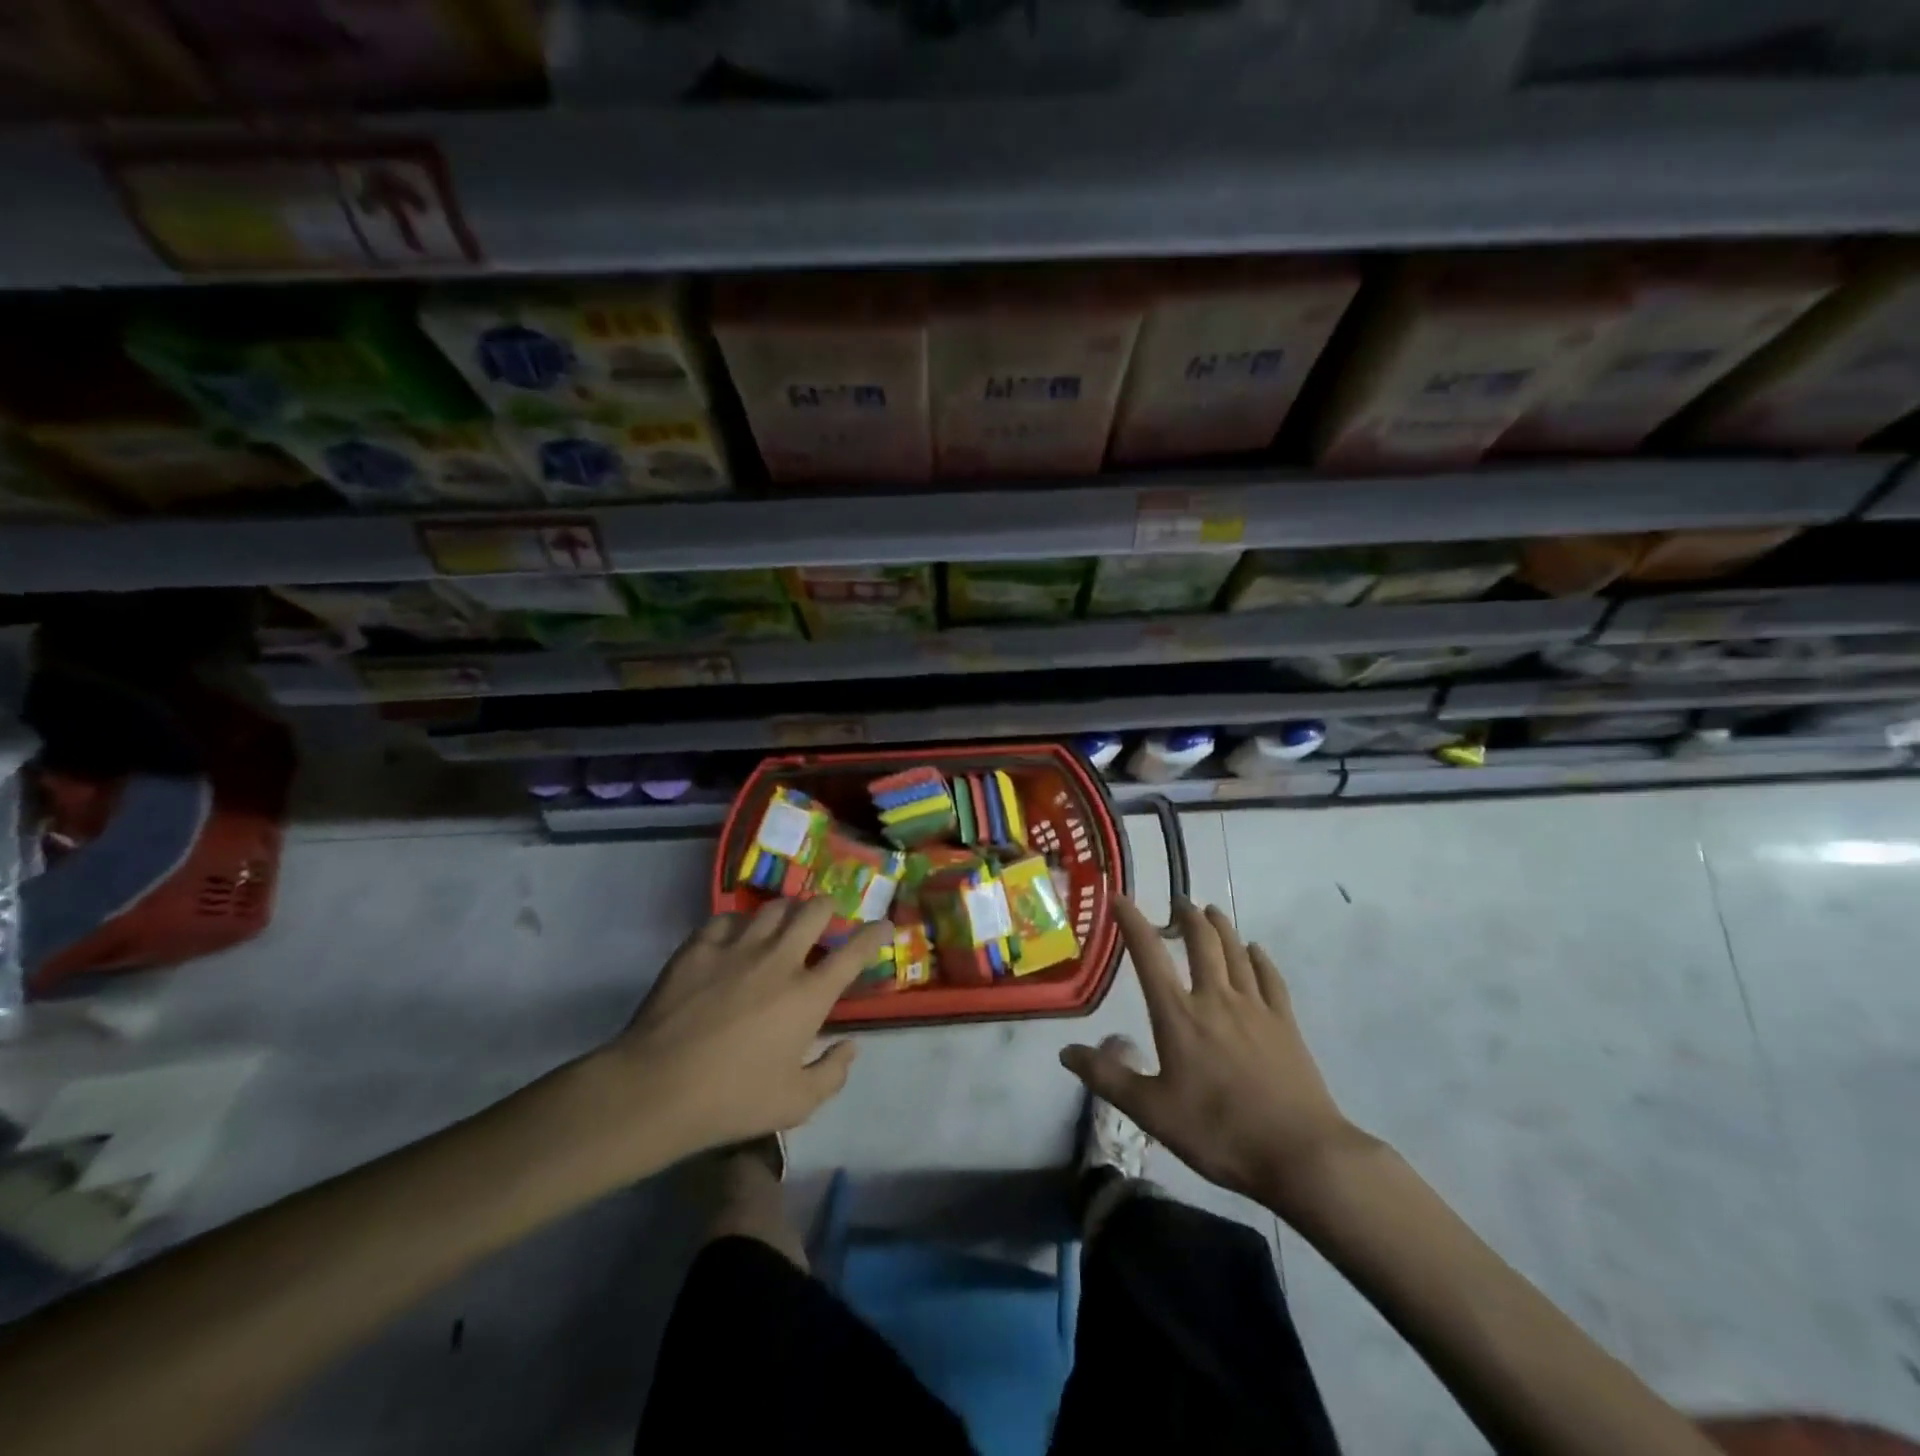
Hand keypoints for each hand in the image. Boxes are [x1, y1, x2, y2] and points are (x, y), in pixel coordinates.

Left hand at [578, 899, 889, 1176]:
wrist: (656, 1089)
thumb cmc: (732, 1100)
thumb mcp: (795, 1104)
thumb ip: (832, 1073)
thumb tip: (851, 1046)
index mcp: (808, 994)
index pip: (854, 951)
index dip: (875, 933)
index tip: (883, 925)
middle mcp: (780, 959)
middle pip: (815, 911)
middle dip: (828, 908)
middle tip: (826, 919)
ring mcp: (737, 947)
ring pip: (773, 907)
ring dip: (786, 911)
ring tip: (783, 922)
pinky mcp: (700, 947)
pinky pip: (727, 919)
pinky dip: (739, 923)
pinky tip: (735, 936)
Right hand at [1061, 897, 1369, 1219]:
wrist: (1300, 1153)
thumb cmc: (1219, 1132)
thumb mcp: (1152, 1112)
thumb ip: (1108, 1078)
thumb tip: (1065, 1051)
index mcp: (1179, 1015)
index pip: (1149, 956)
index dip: (1132, 922)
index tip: (1119, 897)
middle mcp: (1216, 999)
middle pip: (1202, 942)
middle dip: (1187, 917)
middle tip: (1178, 902)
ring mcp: (1255, 1008)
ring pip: (1236, 952)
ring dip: (1221, 927)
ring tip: (1210, 912)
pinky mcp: (1285, 1024)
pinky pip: (1270, 977)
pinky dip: (1259, 958)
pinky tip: (1255, 950)